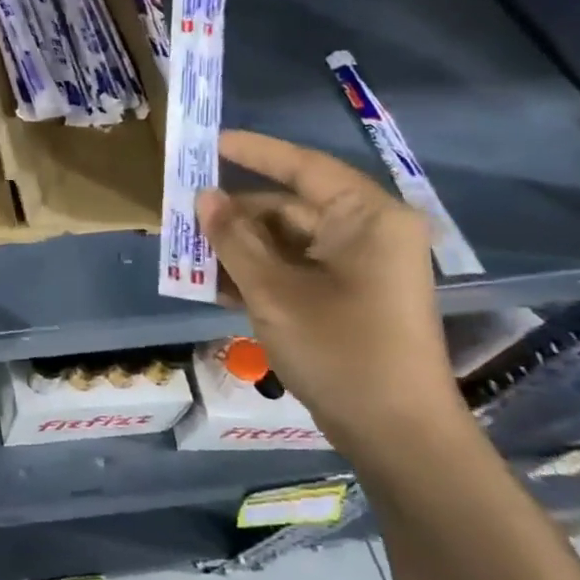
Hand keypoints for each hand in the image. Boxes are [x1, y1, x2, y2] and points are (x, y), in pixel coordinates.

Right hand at [197, 130, 464, 458]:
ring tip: (188, 254)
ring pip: (286, 240)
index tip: (207, 143)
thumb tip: (203, 196)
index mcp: (366, 217)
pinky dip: (258, 272)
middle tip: (182, 217)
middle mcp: (368, 232)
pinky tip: (214, 285)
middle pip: (288, 207)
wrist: (398, 437)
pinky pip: (296, 268)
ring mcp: (361, 266)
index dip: (251, 151)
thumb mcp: (273, 290)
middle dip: (234, 216)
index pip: (302, 166)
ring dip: (239, 248)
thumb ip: (233, 238)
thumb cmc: (339, 350)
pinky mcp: (351, 295)